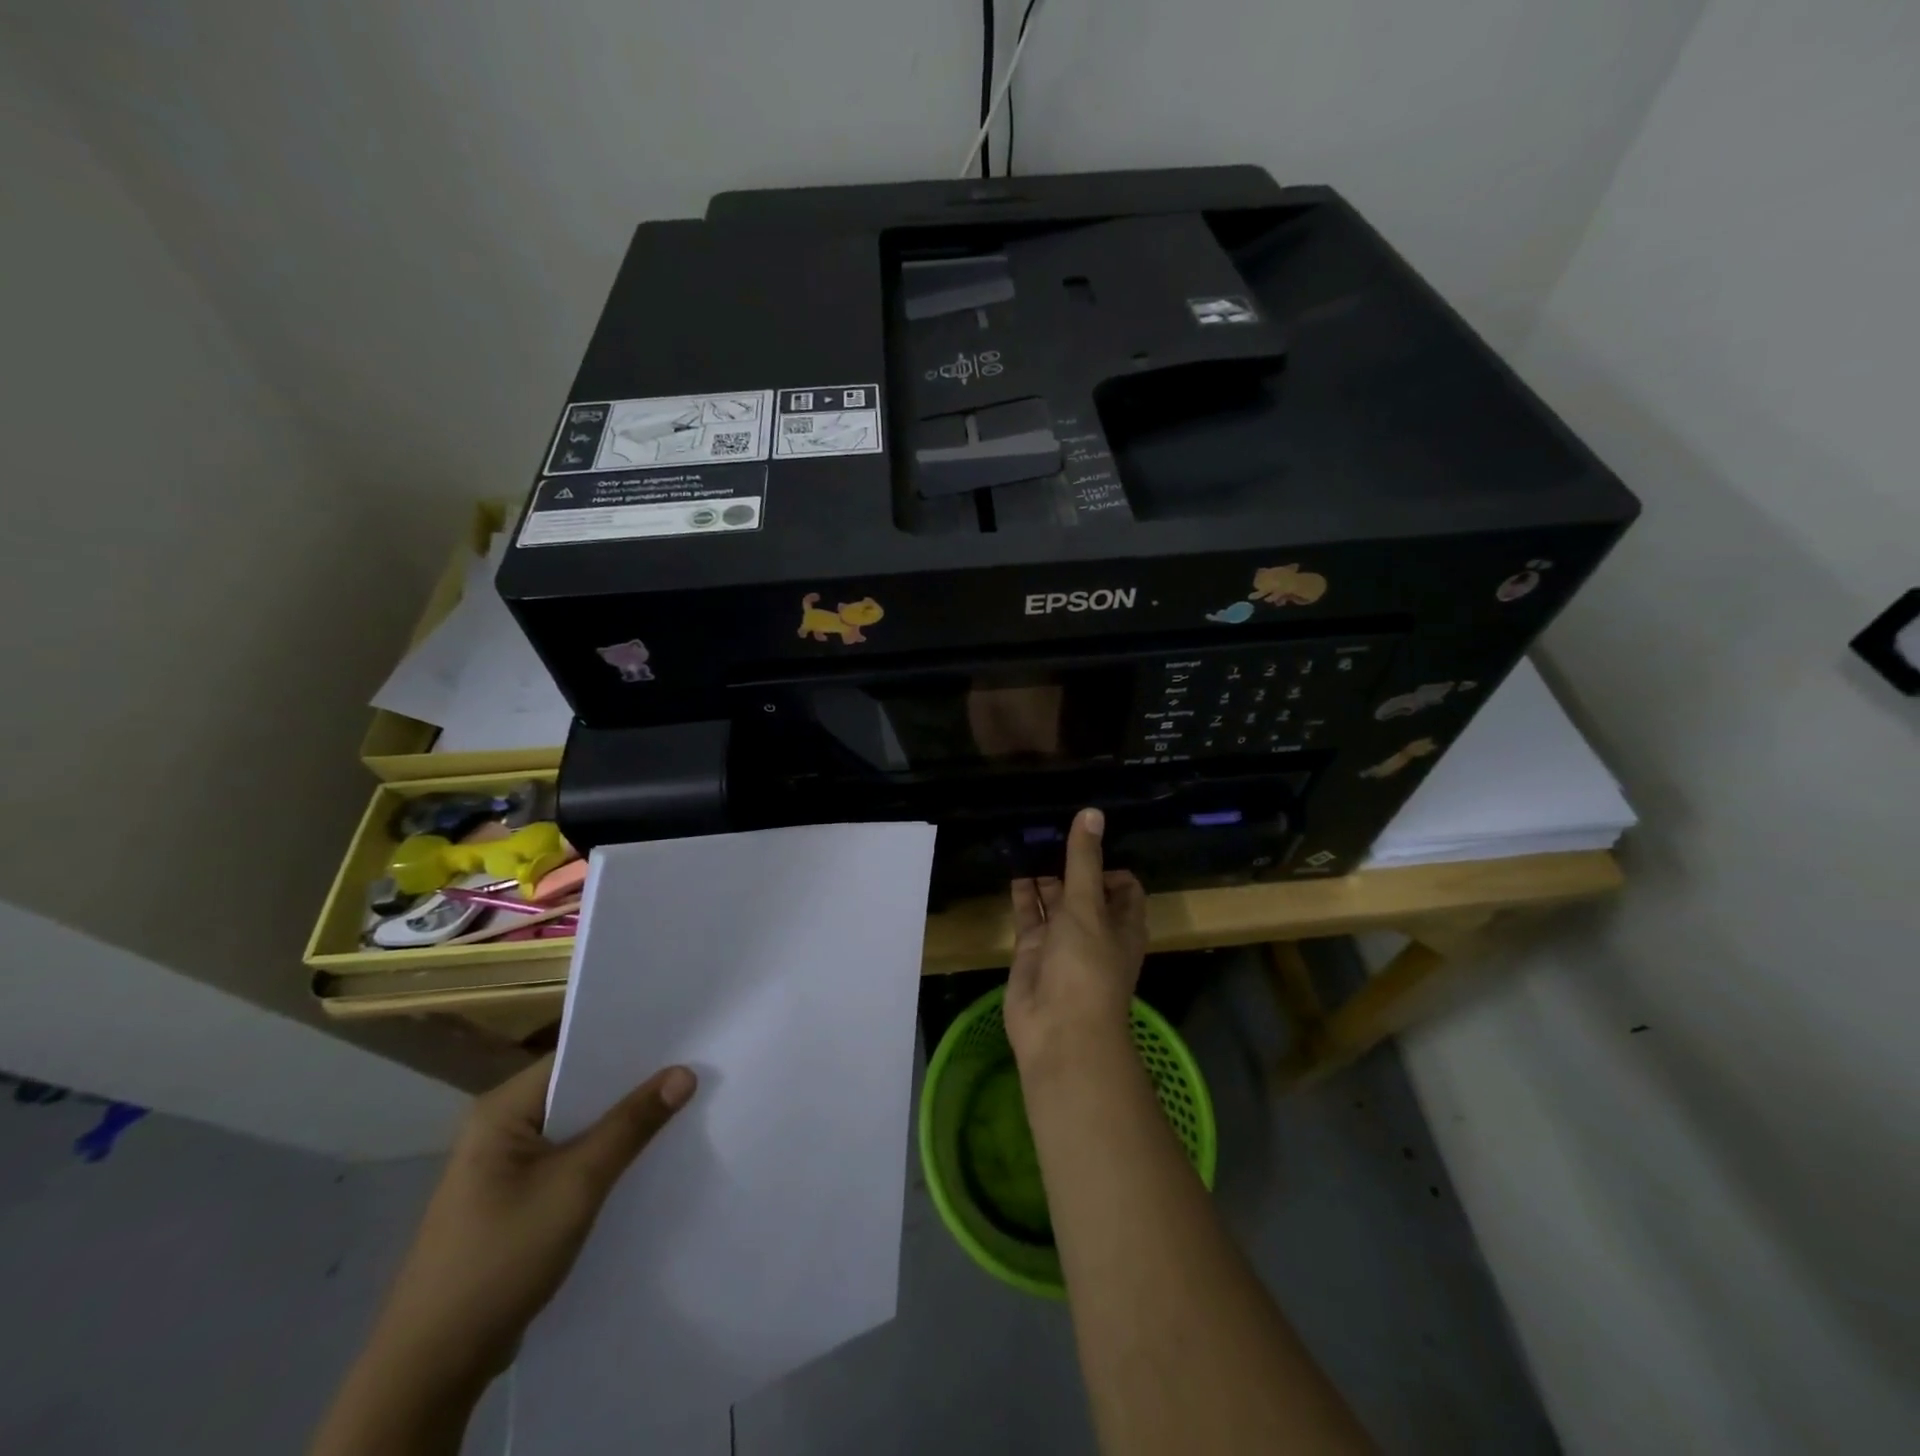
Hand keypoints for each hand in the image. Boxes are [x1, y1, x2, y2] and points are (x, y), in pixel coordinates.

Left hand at [369, 1055, 695, 1386]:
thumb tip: (685, 1072)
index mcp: (501, 1111)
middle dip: (631, 1088)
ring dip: (619, 1125)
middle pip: (578, 1092)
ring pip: (576, 1129)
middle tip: (692, 1071)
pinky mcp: (514, 1201)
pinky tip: (643, 1160)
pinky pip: (569, 1161)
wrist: (432, 1369)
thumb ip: (631, 1125)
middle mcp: (499, 1129)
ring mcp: (504, 1168)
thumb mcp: (577, 1184)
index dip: (628, 1048)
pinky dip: (602, 1157)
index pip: (575, 1058)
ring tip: (681, 1108)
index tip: (681, 1041)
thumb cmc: (501, 1258)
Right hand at [1005, 807, 1147, 1071]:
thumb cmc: (1086, 966)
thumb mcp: (1088, 906)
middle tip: (1047, 824)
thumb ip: (1084, 860)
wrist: (1059, 1030)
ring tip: (1026, 835)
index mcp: (1122, 922)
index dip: (1107, 861)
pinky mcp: (1033, 949)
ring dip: (1043, 873)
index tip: (1084, 836)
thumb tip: (1092, 813)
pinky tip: (1010, 864)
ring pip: (1053, 898)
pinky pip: (1028, 914)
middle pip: (1084, 887)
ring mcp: (1062, 940)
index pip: (1121, 884)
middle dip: (1070, 861)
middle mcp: (1094, 928)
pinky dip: (1020, 892)